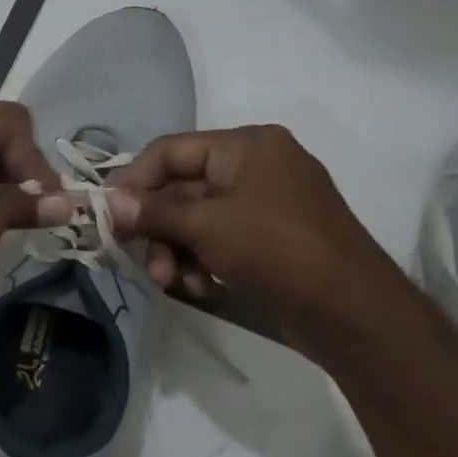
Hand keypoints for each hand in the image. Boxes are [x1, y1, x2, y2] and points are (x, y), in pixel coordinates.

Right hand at [103, 126, 406, 348]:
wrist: (351, 310)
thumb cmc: (276, 249)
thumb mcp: (207, 226)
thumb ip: (154, 212)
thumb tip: (109, 203)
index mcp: (246, 146)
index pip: (170, 151)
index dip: (133, 180)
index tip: (105, 212)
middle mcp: (254, 166)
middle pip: (180, 189)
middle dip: (156, 228)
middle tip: (134, 256)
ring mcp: (263, 203)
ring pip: (194, 219)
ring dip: (174, 250)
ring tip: (171, 281)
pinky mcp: (267, 238)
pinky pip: (217, 239)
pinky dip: (200, 261)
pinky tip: (200, 287)